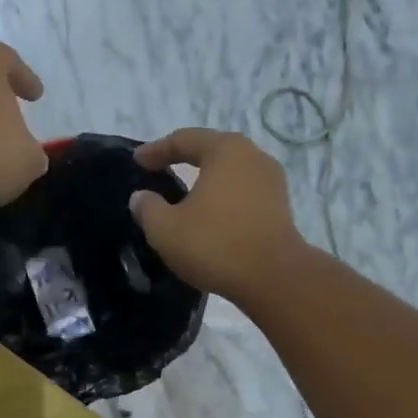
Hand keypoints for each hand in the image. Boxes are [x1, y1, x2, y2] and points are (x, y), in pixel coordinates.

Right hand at [129, 128, 307, 302]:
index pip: (184, 140)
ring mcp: (271, 182)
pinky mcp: (280, 208)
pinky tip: (211, 216)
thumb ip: (147, 208)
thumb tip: (141, 198)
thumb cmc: (215, 245)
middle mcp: (253, 156)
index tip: (137, 161)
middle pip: (211, 151)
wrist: (273, 278)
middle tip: (160, 170)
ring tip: (185, 195)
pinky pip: (243, 194)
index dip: (156, 150)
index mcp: (225, 150)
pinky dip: (223, 199)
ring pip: (230, 173)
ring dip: (206, 182)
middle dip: (184, 159)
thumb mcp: (166, 229)